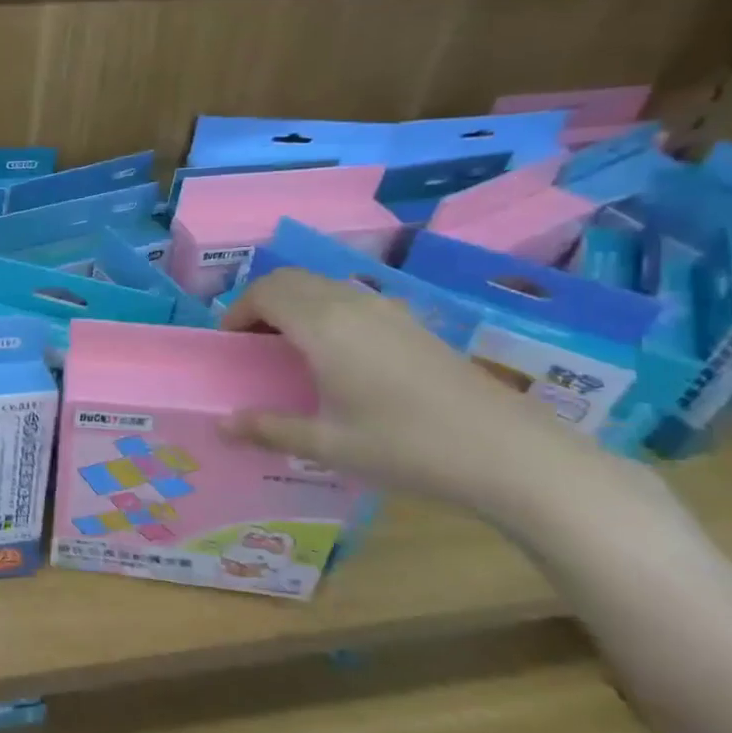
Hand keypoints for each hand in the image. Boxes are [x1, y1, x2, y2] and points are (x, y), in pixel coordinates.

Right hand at [219, 268, 614, 522]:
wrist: (510, 452)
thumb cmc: (406, 446)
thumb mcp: (328, 445)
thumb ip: (268, 430)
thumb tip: (221, 426)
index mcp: (323, 325)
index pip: (265, 292)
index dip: (238, 312)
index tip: (230, 345)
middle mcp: (352, 304)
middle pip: (291, 279)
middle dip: (261, 303)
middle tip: (252, 344)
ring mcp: (387, 309)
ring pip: (323, 285)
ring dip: (294, 304)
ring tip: (288, 350)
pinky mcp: (412, 323)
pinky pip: (351, 299)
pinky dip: (325, 311)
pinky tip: (336, 357)